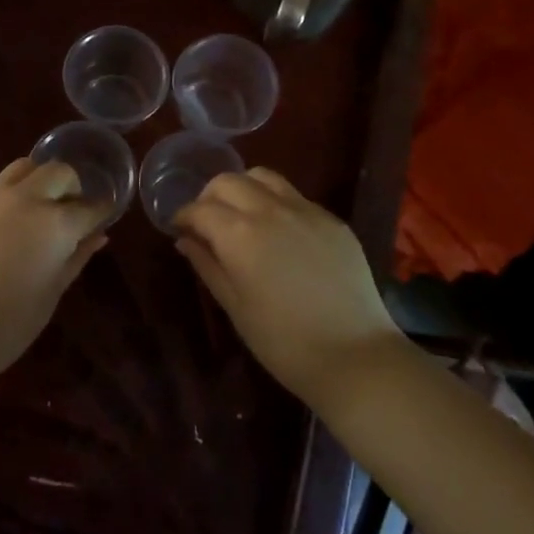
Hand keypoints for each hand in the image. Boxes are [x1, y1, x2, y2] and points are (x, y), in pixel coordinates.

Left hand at [0, 158, 109, 383]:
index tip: (104, 215)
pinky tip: (3, 231)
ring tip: (38, 208)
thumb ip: (76, 257)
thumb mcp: (51, 293)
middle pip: (58, 172)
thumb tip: (97, 236)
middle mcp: (24, 200)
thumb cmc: (7, 326)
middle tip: (71, 210)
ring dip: (39, 180)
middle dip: (72, 186)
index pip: (89, 206)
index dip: (101, 210)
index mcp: (54, 223)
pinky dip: (9, 200)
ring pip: (22, 168)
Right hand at [176, 168, 400, 410]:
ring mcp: (305, 210)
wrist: (355, 356)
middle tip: (207, 221)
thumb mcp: (235, 307)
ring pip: (263, 177)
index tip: (178, 228)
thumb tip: (185, 240)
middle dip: (210, 196)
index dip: (183, 216)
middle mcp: (270, 209)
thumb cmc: (283, 342)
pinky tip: (279, 232)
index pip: (200, 208)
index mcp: (239, 233)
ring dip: (243, 188)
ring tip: (241, 215)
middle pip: (228, 181)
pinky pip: (295, 196)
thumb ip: (207, 265)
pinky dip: (275, 202)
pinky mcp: (331, 219)